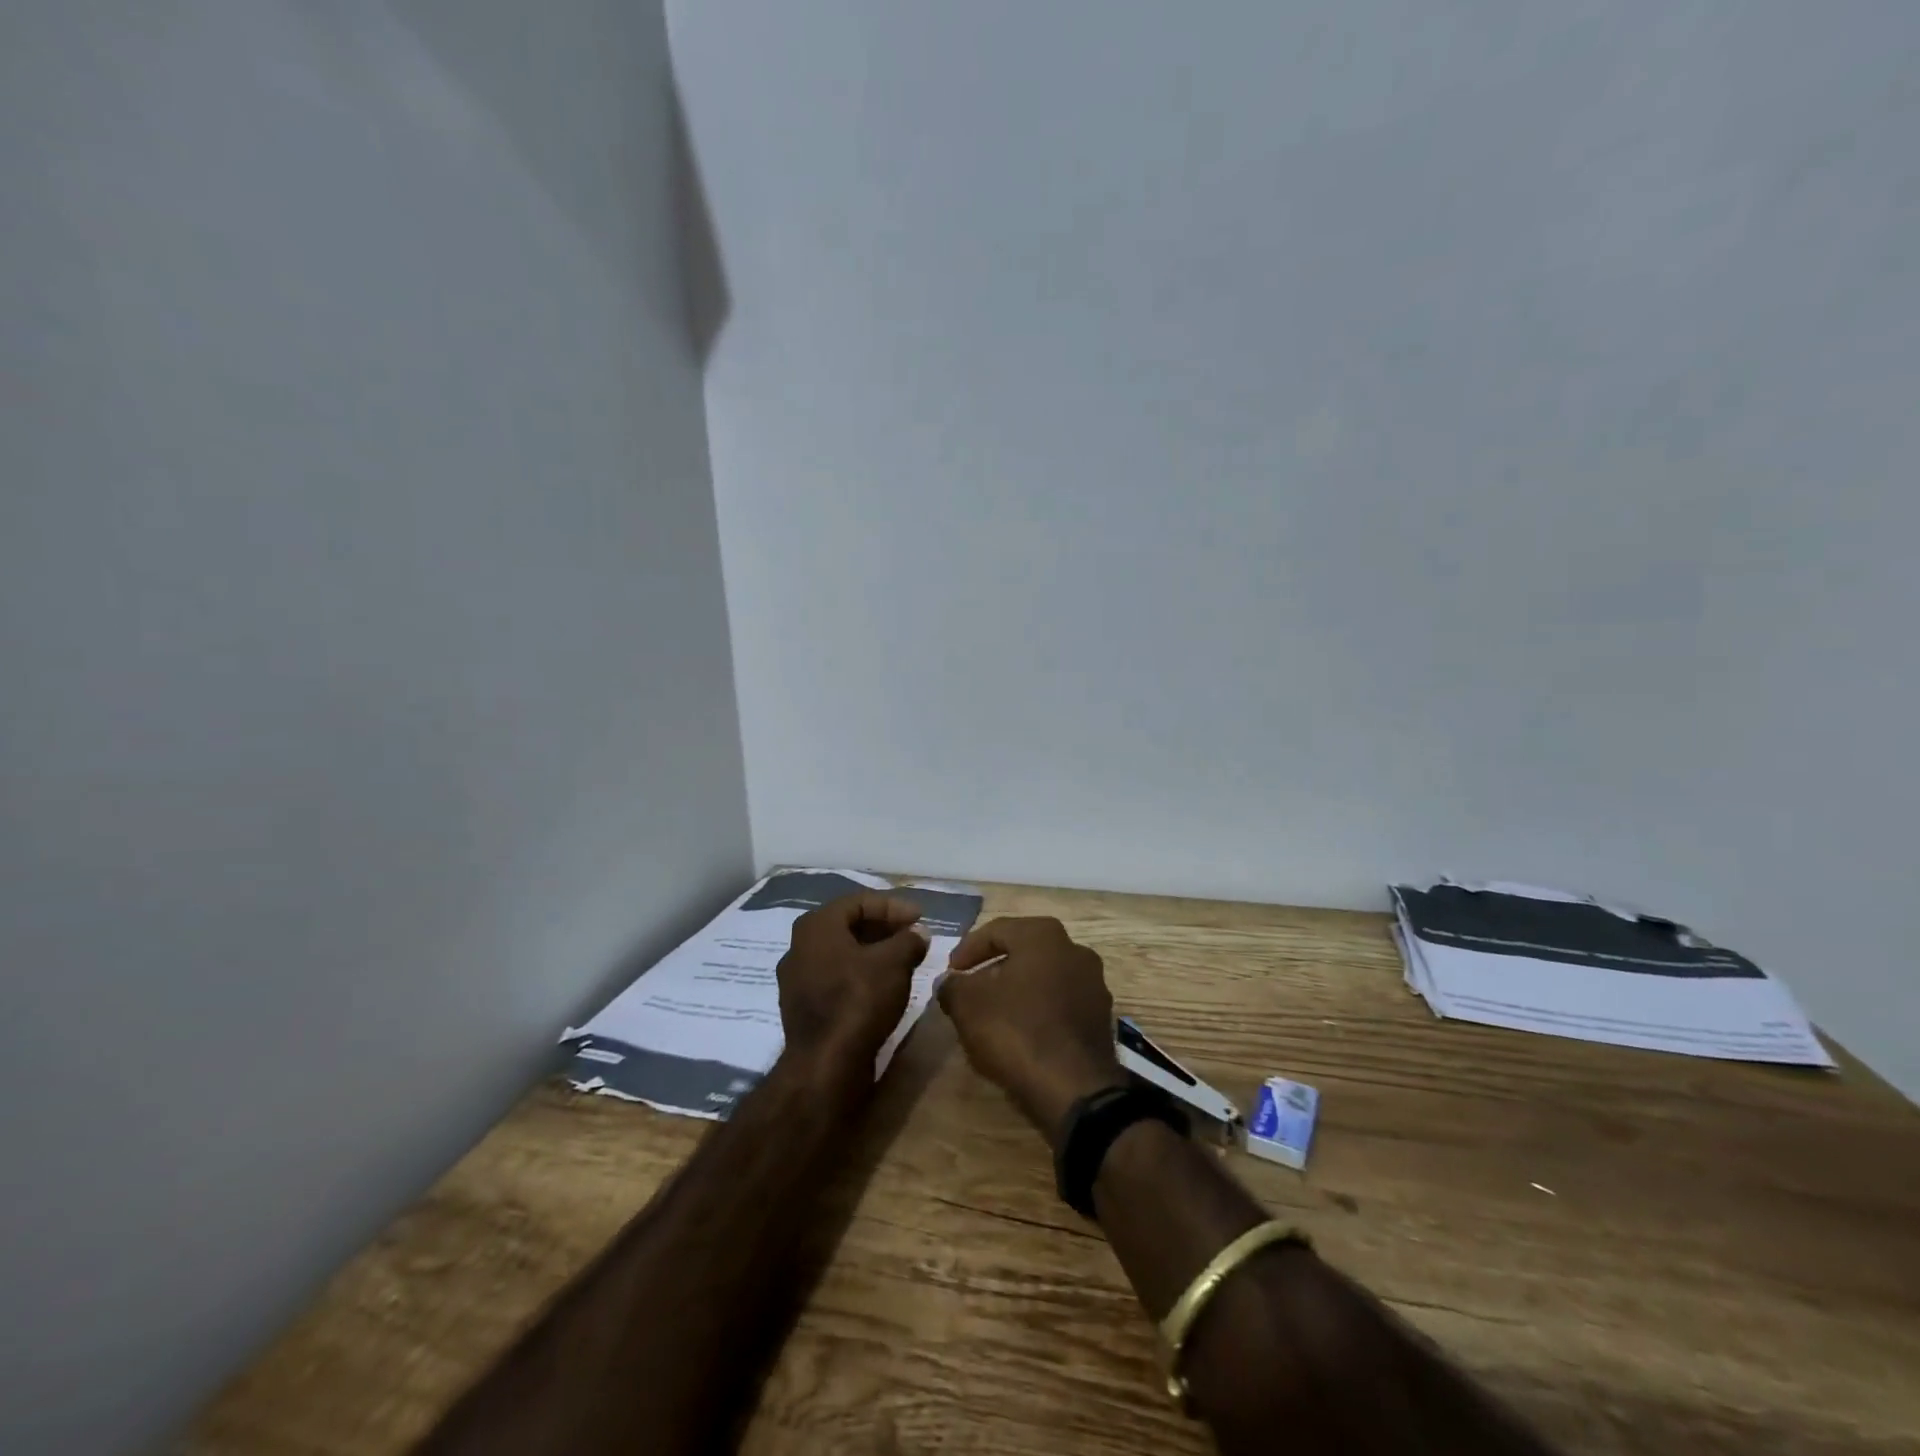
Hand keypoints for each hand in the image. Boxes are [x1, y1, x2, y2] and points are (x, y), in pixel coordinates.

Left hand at [777, 893, 929, 1077]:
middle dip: (883, 928)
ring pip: (842, 953)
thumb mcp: (894, 963)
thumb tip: (918, 933)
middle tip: (912, 935)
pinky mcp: (803, 1007)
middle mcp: (799, 946)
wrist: (825, 1065)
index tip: (920, 917)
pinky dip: (860, 974)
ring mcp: (797, 979)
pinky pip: (835, 977)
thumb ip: (909, 940)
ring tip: (903, 960)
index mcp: (816, 926)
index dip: (893, 906)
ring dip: (873, 952)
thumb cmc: (858, 1000)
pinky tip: (883, 986)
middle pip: (848, 926)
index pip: (859, 902)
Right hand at [936, 916, 1125, 1147]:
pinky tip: (1020, 1034)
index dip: (967, 950)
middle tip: (969, 990)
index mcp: (1043, 935)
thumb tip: (949, 982)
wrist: (1074, 1089)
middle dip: (993, 969)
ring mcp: (1093, 984)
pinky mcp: (1101, 1017)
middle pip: (1023, 952)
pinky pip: (1060, 1004)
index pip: (996, 930)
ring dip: (1017, 991)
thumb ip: (952, 986)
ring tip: (993, 1015)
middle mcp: (1074, 949)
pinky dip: (1038, 1011)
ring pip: (1044, 978)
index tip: (950, 972)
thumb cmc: (1016, 1031)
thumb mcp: (968, 1005)